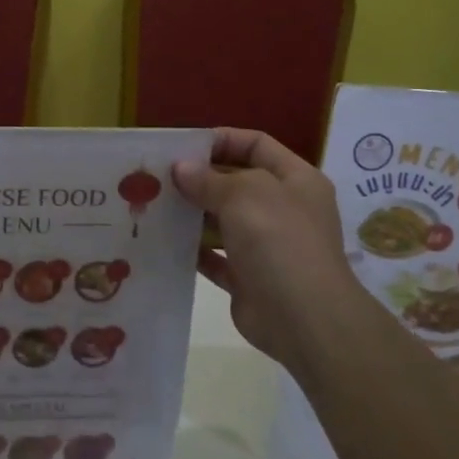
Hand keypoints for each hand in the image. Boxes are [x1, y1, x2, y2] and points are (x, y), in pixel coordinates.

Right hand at [173, 128, 368, 373]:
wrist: (303, 318)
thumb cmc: (279, 241)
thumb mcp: (245, 194)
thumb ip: (209, 179)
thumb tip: (181, 168)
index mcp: (296, 180)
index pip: (257, 145)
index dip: (222, 140)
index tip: (183, 146)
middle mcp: (284, 209)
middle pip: (237, 183)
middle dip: (200, 178)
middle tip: (158, 177)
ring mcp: (267, 246)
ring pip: (224, 221)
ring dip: (193, 214)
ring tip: (154, 206)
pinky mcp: (248, 278)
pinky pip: (216, 258)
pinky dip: (194, 250)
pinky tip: (165, 241)